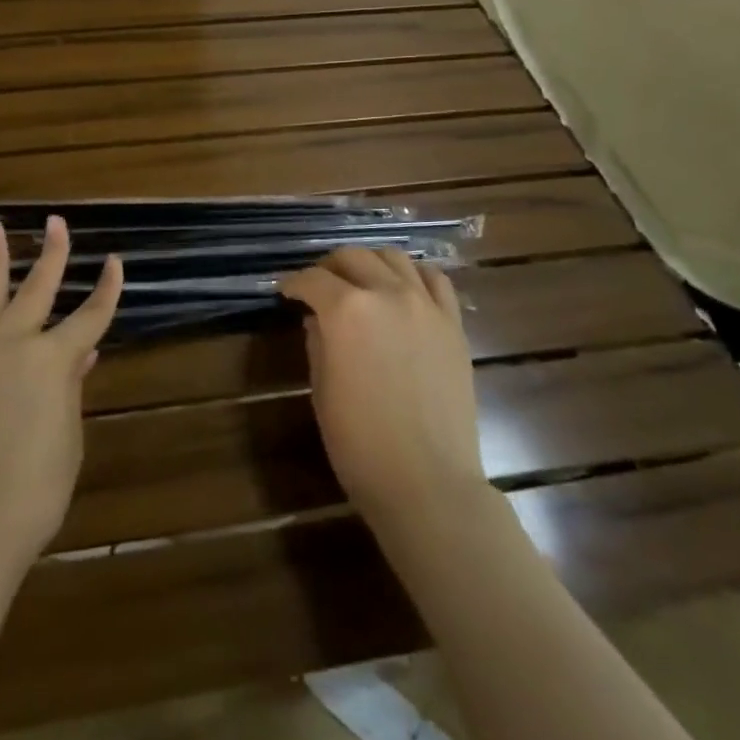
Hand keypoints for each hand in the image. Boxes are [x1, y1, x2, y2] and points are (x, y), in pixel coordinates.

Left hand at [0, 216, 122, 565]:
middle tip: (56, 223)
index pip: (90, 317)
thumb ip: (70, 392)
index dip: (107, 289)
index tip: (115, 262)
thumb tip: (81, 355)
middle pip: (37, 291)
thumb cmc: (32, 494)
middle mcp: (12, 346)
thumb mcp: (67, 442)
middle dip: (52, 255)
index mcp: (54, 362)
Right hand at [279, 248, 487, 530]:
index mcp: (346, 311)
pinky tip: (403, 289)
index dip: (294, 283)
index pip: (313, 280)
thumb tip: (317, 319)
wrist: (427, 481)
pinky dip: (413, 275)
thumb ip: (317, 343)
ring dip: (370, 263)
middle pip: (354, 257)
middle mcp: (387, 294)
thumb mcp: (322, 390)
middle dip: (329, 266)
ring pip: (394, 258)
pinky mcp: (453, 324)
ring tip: (360, 281)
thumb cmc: (359, 443)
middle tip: (319, 284)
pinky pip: (435, 280)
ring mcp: (426, 306)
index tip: (286, 292)